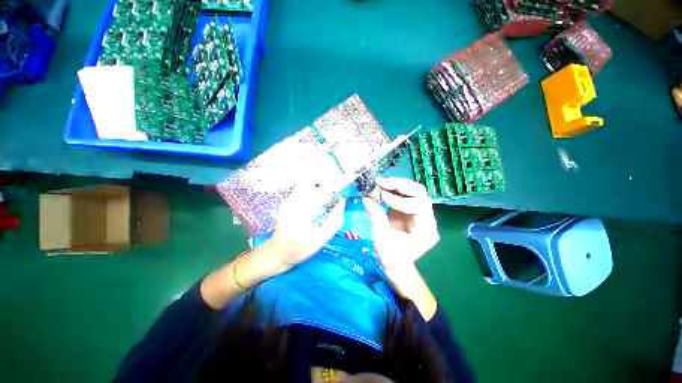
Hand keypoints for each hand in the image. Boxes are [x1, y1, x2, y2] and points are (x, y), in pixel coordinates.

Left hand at [266, 183, 345, 270]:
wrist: (276, 253)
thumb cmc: (298, 249)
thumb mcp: (319, 240)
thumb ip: (333, 221)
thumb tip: (342, 202)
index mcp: (299, 210)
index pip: (319, 190)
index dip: (333, 184)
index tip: (344, 183)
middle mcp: (292, 200)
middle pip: (310, 179)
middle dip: (325, 180)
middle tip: (337, 187)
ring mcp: (288, 199)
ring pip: (306, 182)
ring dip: (320, 183)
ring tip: (331, 191)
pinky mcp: (288, 201)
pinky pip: (304, 188)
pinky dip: (315, 189)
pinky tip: (321, 197)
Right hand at [362, 177, 438, 272]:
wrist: (396, 265)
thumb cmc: (392, 257)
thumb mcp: (382, 239)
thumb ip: (376, 217)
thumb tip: (365, 199)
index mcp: (426, 229)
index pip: (419, 205)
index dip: (400, 200)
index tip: (382, 196)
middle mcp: (427, 217)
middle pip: (419, 193)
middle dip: (400, 186)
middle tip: (381, 182)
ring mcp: (418, 212)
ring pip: (412, 191)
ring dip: (395, 185)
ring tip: (380, 182)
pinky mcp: (409, 210)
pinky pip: (403, 195)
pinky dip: (392, 190)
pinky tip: (381, 188)